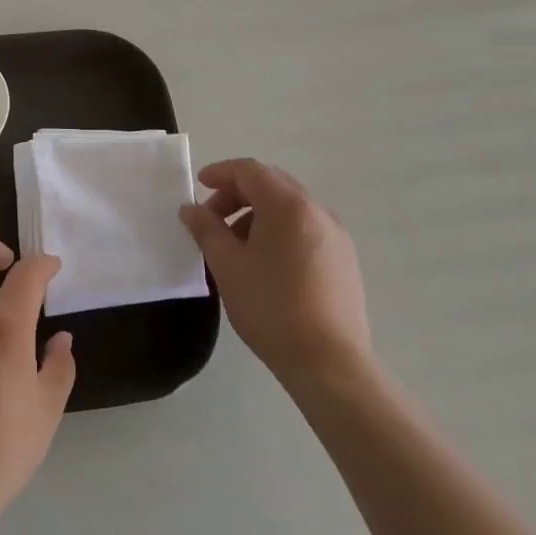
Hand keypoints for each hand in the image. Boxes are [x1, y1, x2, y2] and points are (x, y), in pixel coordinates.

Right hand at [180, 158, 371, 394]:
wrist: (330, 363)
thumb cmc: (271, 307)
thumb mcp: (228, 265)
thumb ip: (206, 229)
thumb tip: (191, 209)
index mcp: (289, 205)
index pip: (250, 170)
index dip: (221, 173)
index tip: (199, 187)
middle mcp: (317, 210)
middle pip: (272, 184)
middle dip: (238, 194)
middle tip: (212, 218)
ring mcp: (336, 235)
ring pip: (290, 207)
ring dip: (258, 214)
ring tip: (236, 246)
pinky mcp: (345, 260)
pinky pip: (306, 228)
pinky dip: (280, 231)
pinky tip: (266, 263)